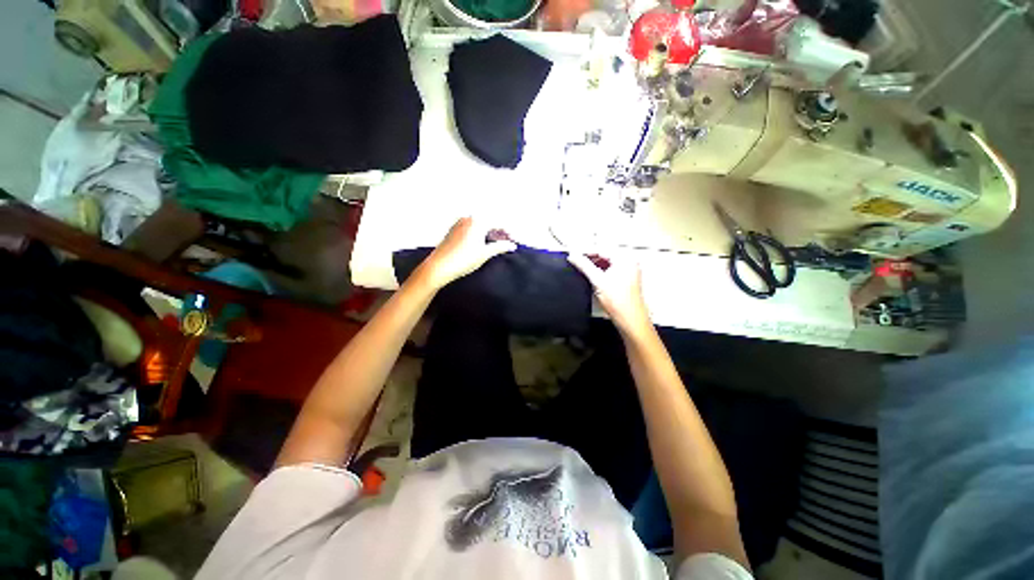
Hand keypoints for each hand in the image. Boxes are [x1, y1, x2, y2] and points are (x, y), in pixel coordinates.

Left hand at [418, 217, 516, 289]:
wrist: (438, 267)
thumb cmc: (463, 260)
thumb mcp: (485, 254)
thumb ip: (500, 247)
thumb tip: (511, 245)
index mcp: (478, 221)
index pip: (499, 223)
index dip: (509, 233)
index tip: (515, 242)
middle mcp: (468, 218)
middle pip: (490, 222)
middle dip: (500, 232)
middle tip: (508, 244)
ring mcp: (460, 223)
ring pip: (481, 225)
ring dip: (490, 233)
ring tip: (497, 246)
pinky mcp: (454, 231)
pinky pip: (472, 228)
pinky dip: (481, 234)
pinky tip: (483, 245)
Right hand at [568, 252, 651, 337]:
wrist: (630, 320)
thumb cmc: (617, 301)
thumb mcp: (597, 280)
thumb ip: (584, 266)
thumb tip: (572, 255)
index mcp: (625, 258)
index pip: (601, 249)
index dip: (586, 252)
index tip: (573, 254)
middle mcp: (630, 262)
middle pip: (605, 255)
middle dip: (590, 258)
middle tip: (575, 261)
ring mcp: (630, 271)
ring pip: (608, 262)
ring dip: (595, 265)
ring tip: (582, 268)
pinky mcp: (627, 279)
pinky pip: (612, 269)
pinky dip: (601, 271)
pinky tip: (592, 276)